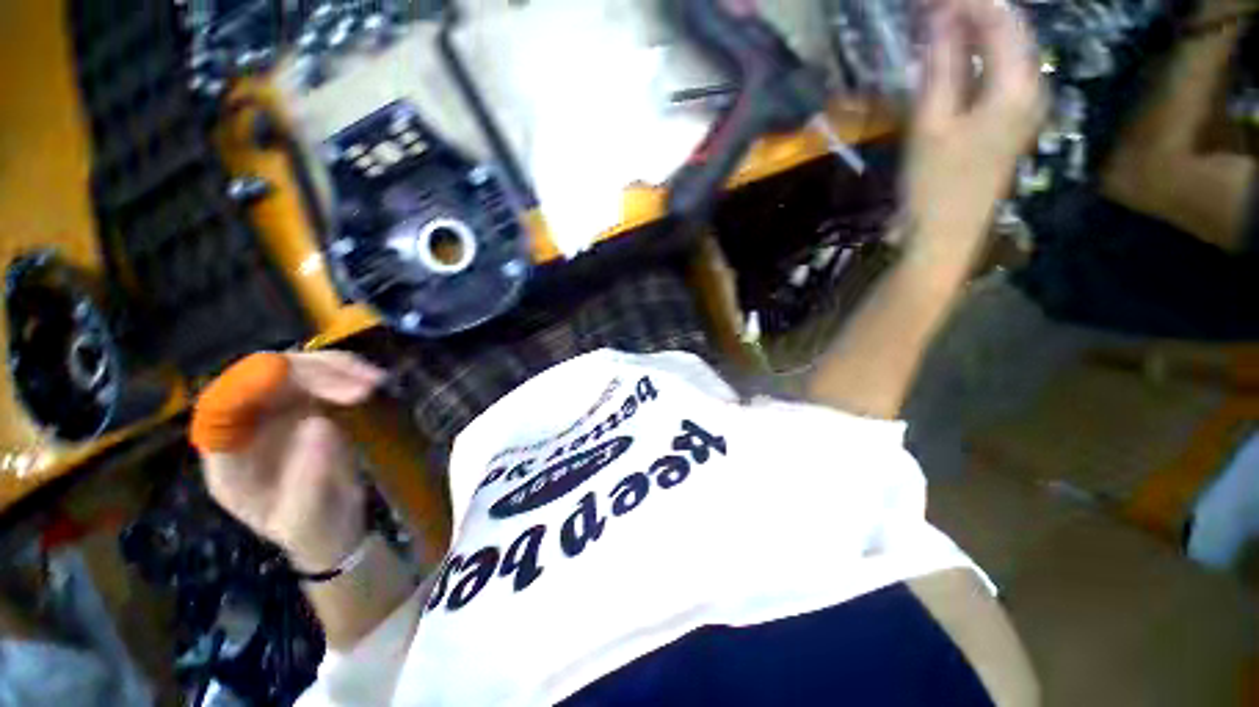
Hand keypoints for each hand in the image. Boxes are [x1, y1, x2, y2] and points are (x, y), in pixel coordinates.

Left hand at [193, 352, 385, 571]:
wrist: (334, 530)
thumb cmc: (312, 533)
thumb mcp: (306, 520)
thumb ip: (308, 478)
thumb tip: (321, 422)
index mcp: (228, 456)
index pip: (223, 406)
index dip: (253, 385)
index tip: (301, 381)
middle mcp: (247, 425)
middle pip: (262, 377)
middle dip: (312, 375)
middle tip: (362, 388)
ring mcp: (279, 411)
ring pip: (296, 369)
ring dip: (336, 369)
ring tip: (374, 382)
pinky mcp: (311, 405)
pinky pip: (325, 377)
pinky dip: (349, 373)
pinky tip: (372, 380)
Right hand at [905, 0, 1045, 254]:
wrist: (946, 236)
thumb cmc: (936, 185)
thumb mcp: (931, 124)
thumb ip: (941, 68)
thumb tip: (940, 19)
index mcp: (1018, 85)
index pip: (1001, 20)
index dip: (967, 2)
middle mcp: (1032, 88)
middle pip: (1010, 30)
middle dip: (973, 11)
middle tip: (932, 8)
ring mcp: (1023, 106)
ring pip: (1005, 49)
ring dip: (974, 31)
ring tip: (937, 24)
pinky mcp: (1009, 121)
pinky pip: (997, 72)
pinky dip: (975, 56)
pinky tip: (951, 56)